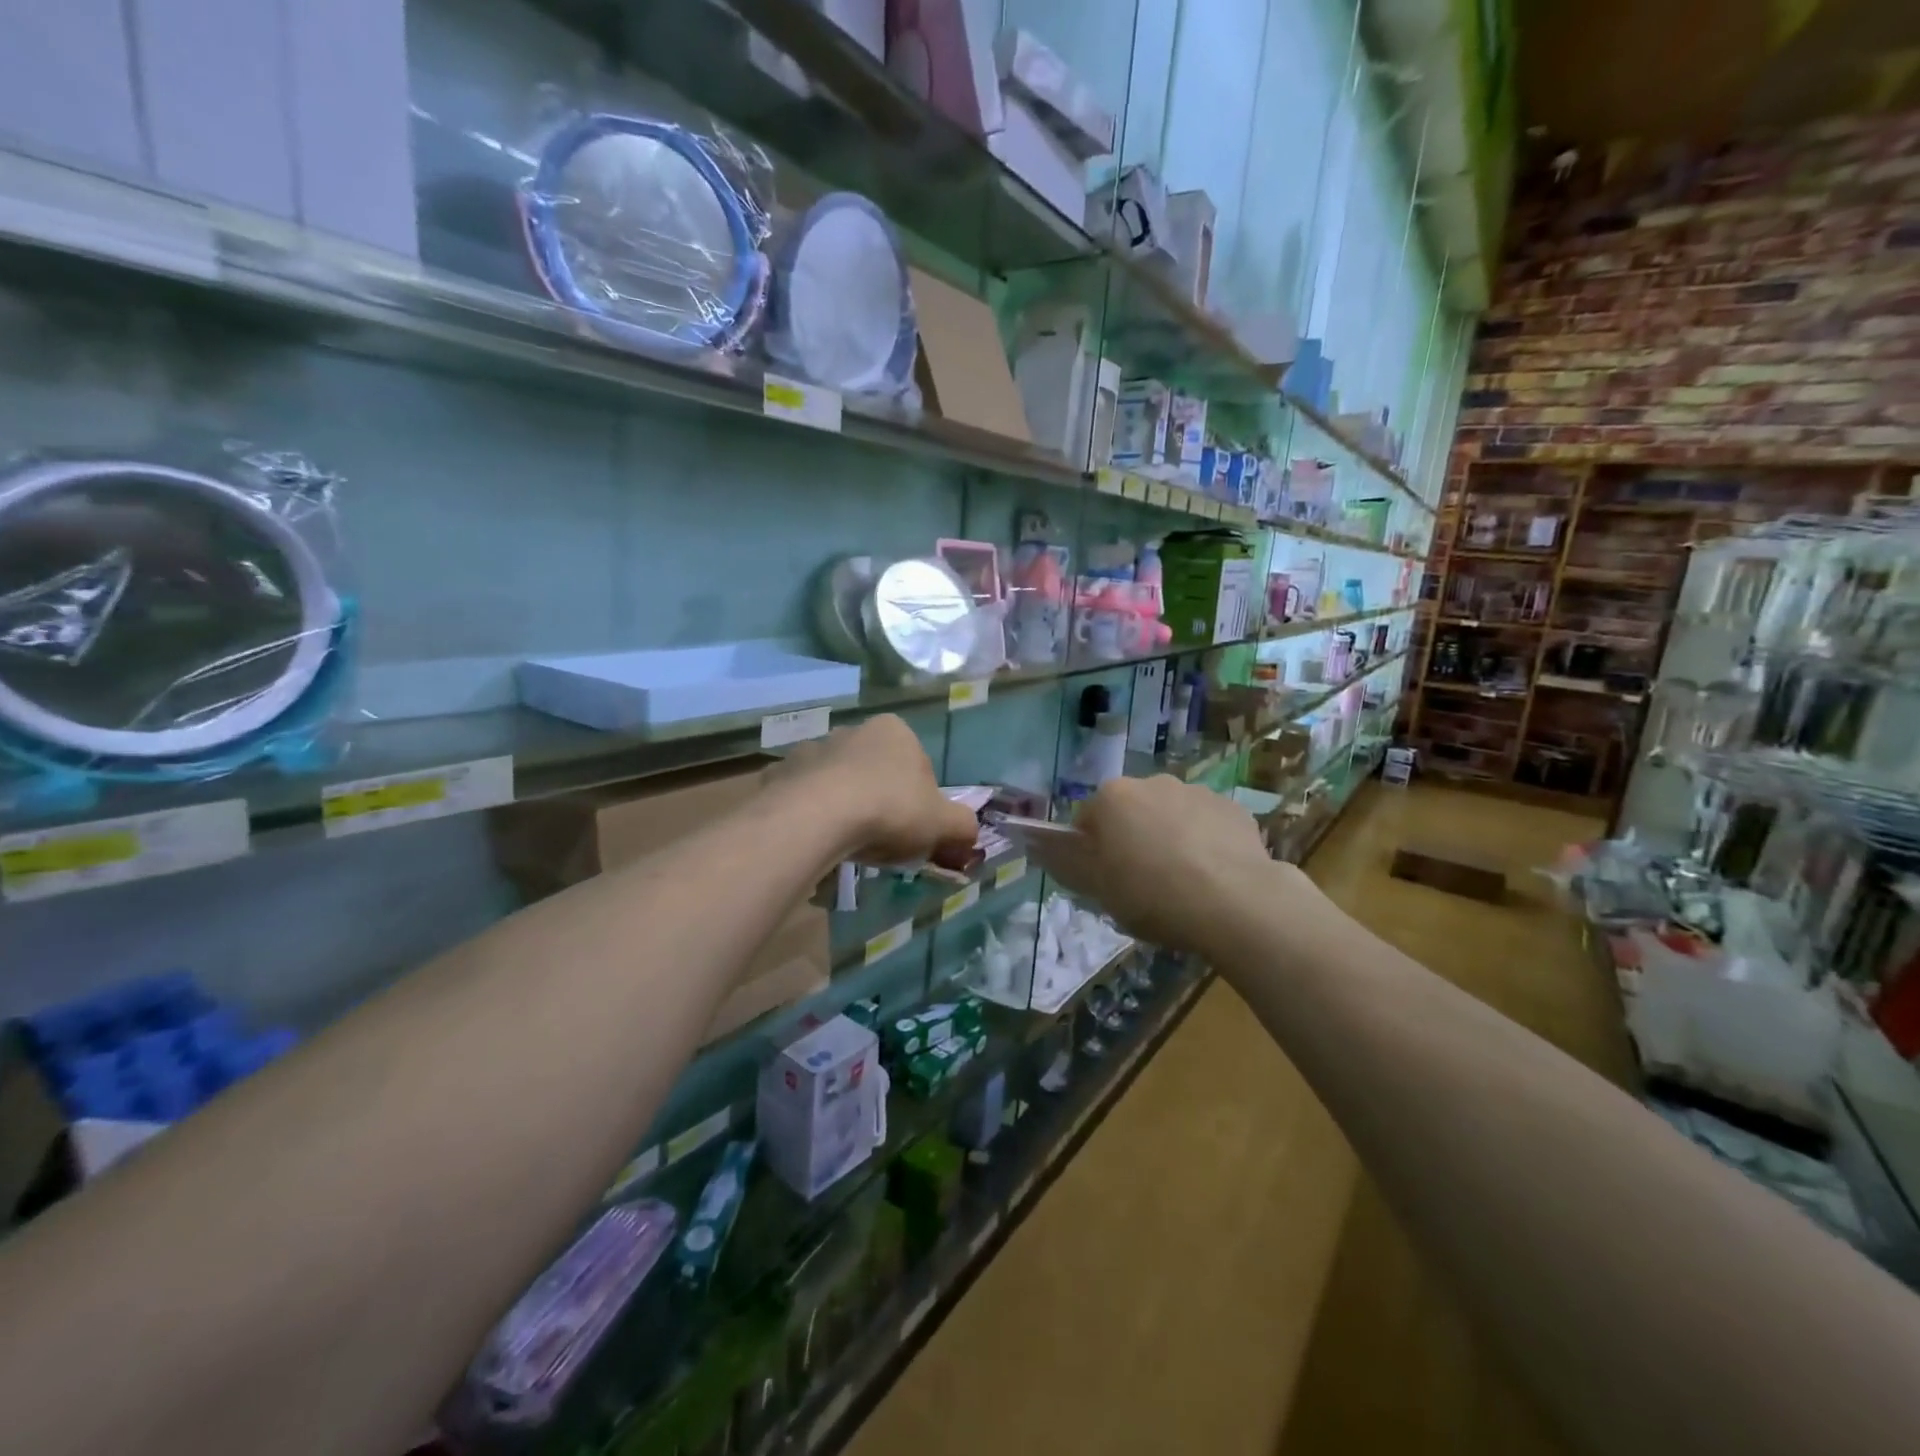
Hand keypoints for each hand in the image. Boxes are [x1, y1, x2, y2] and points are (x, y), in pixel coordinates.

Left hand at [768, 715, 980, 867]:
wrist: (818, 816)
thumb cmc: (890, 809)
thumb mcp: (943, 823)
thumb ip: (963, 826)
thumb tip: (969, 834)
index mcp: (895, 731)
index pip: (917, 765)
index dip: (920, 800)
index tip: (914, 829)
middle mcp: (853, 731)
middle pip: (875, 771)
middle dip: (879, 800)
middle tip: (881, 839)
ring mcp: (812, 749)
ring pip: (836, 782)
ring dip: (843, 806)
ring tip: (846, 843)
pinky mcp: (781, 772)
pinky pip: (801, 797)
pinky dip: (809, 815)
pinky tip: (815, 840)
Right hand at [1032, 775, 1298, 951]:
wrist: (1236, 903)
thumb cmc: (1152, 895)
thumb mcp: (1098, 889)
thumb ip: (1064, 863)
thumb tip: (1035, 845)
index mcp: (1113, 797)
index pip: (1088, 820)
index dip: (1093, 852)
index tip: (1107, 881)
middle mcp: (1152, 783)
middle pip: (1131, 813)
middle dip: (1132, 840)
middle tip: (1143, 885)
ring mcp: (1197, 792)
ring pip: (1171, 816)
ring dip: (1169, 839)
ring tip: (1183, 885)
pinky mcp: (1234, 809)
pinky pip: (1207, 825)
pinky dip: (1205, 844)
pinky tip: (1213, 879)